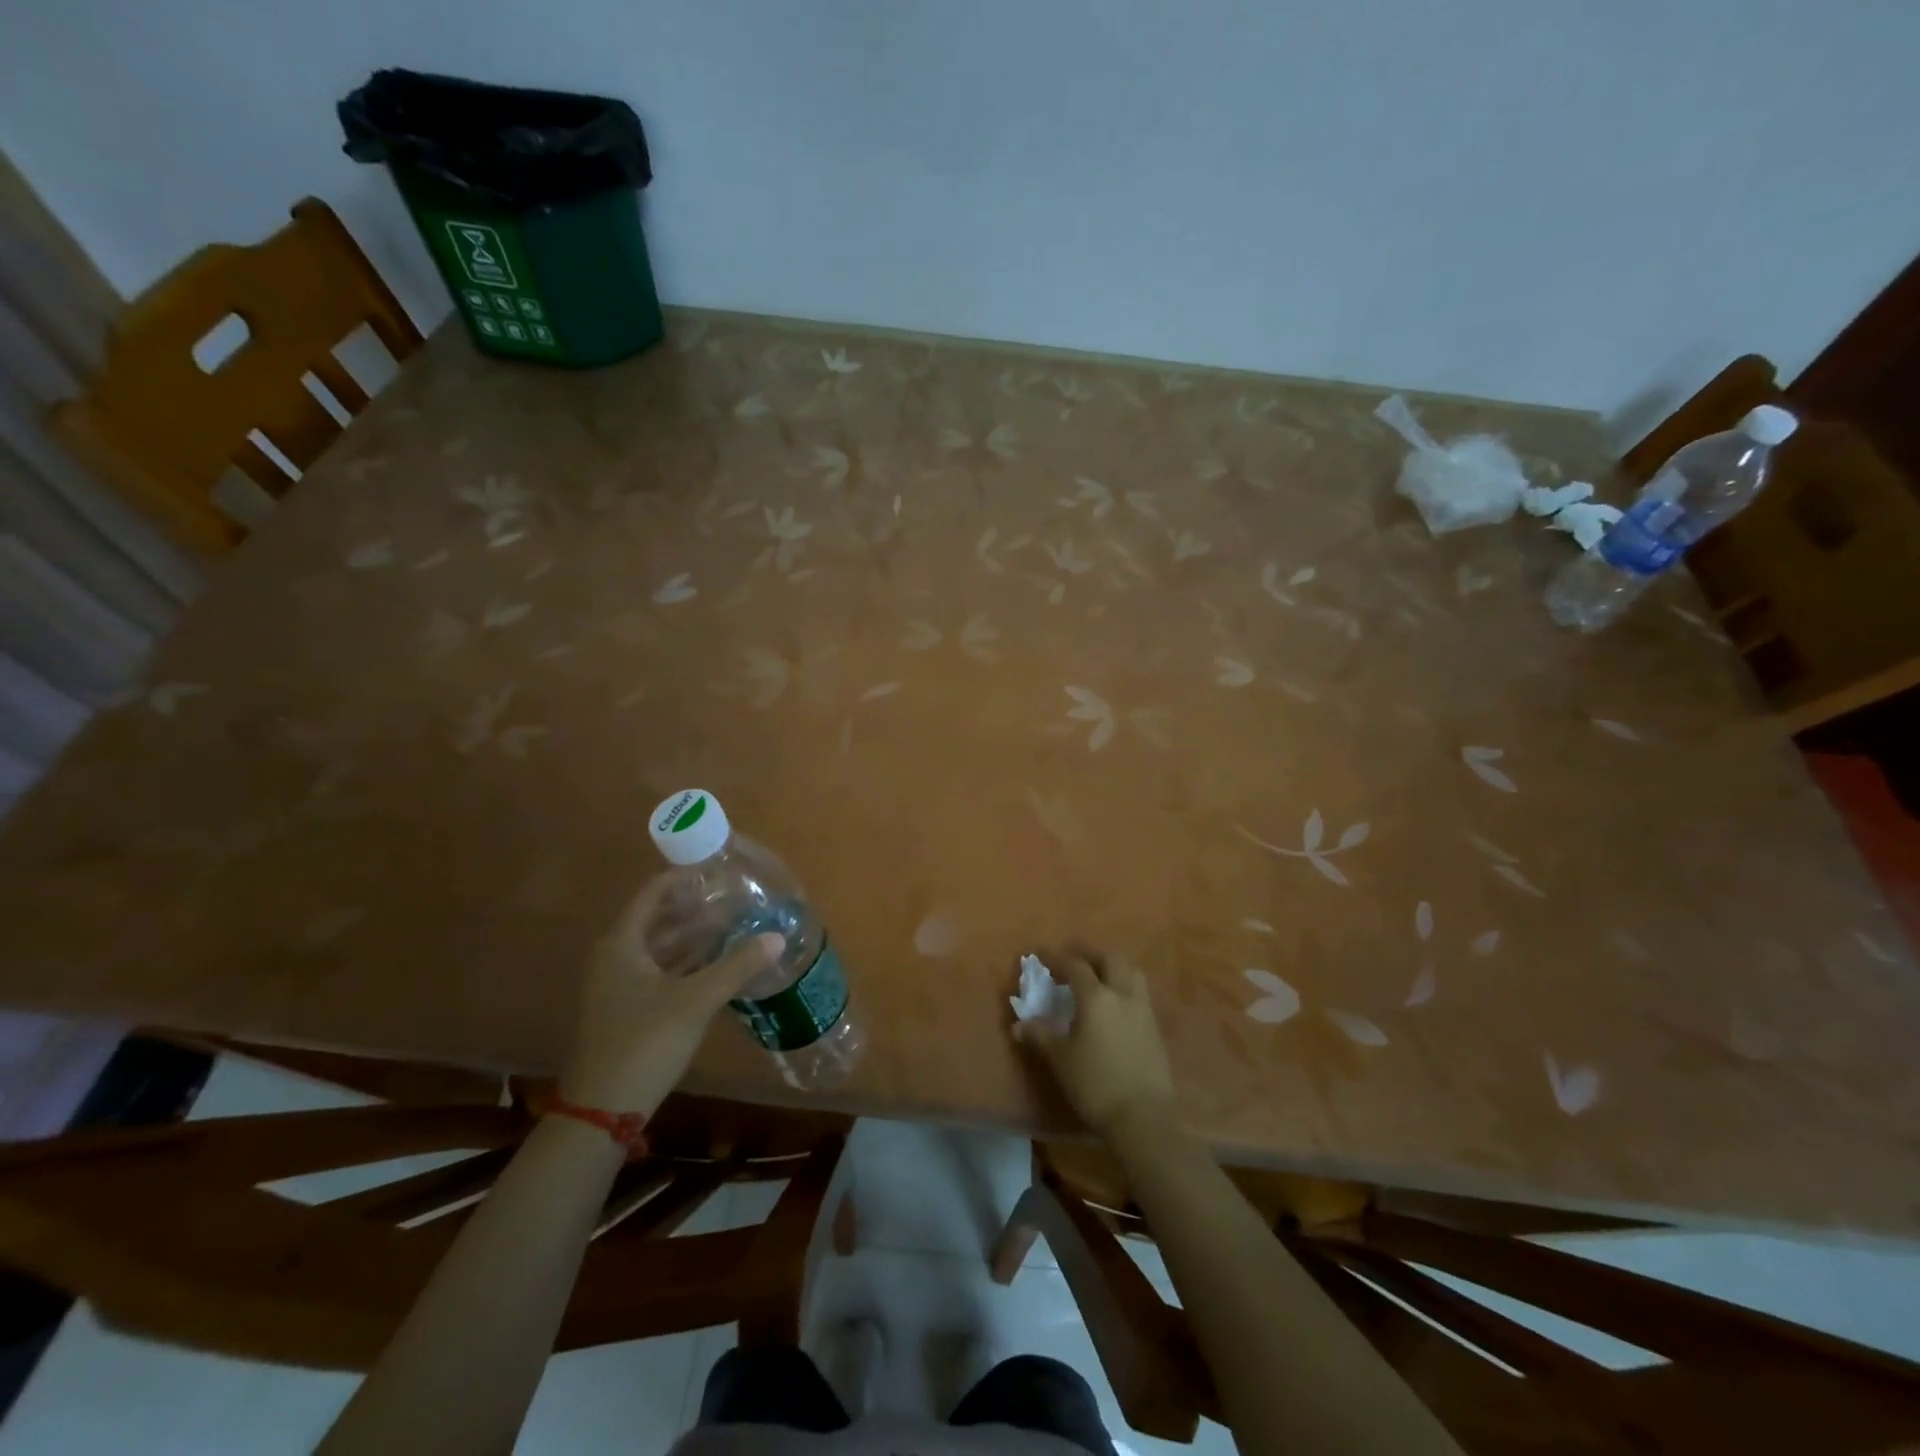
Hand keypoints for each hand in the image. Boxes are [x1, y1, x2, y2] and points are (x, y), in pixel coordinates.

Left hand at [558, 879, 783, 1113]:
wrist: (601, 1111)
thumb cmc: (645, 1041)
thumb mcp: (697, 1000)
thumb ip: (737, 965)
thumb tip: (777, 937)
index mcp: (622, 944)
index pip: (653, 893)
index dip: (683, 879)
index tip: (718, 872)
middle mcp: (614, 957)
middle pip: (657, 919)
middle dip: (694, 908)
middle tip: (733, 900)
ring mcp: (617, 986)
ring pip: (659, 948)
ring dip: (692, 937)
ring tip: (732, 927)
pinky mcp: (625, 1010)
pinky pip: (659, 972)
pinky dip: (685, 964)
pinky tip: (716, 966)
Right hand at [1013, 945, 1176, 1136]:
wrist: (1142, 1117)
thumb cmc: (1095, 1084)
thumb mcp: (1061, 1059)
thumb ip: (1040, 1036)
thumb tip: (1019, 1024)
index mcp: (1096, 997)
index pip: (1076, 966)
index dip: (1058, 958)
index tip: (1044, 956)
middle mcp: (1122, 995)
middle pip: (1111, 959)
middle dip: (1091, 955)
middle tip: (1075, 961)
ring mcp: (1143, 1010)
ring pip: (1132, 973)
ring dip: (1114, 968)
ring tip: (1099, 978)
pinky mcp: (1156, 1028)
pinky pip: (1140, 995)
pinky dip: (1126, 989)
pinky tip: (1116, 1007)